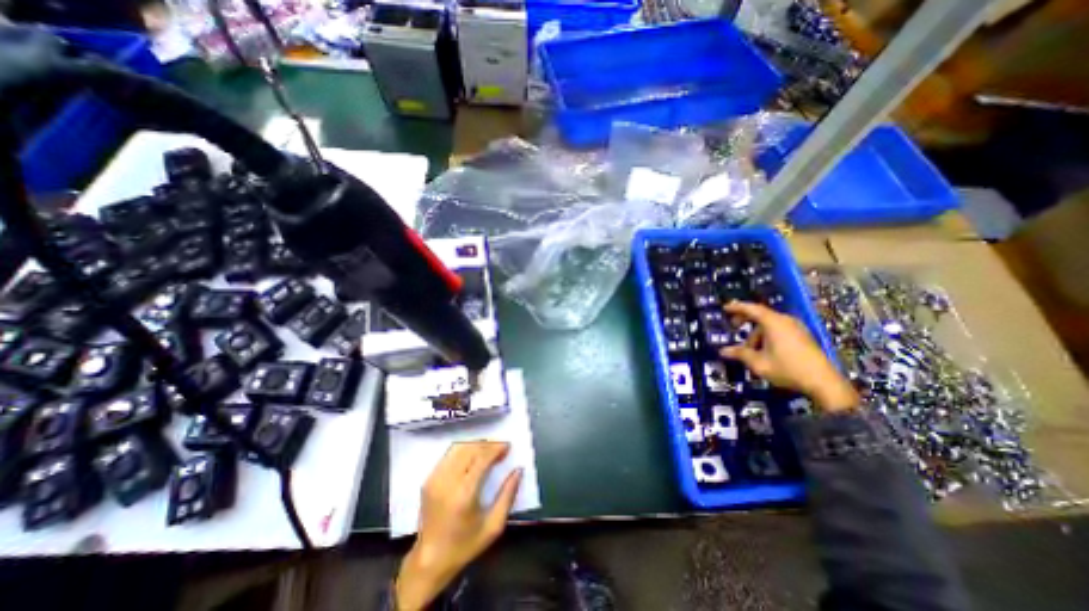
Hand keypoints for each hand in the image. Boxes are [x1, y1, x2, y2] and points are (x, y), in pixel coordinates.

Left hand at [395, 442, 522, 608]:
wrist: (429, 561)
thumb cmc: (464, 546)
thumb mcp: (493, 526)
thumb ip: (508, 495)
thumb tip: (518, 470)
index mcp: (464, 494)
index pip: (481, 459)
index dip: (496, 449)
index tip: (508, 446)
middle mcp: (447, 482)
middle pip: (470, 449)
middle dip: (488, 445)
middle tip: (501, 447)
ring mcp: (435, 479)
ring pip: (458, 448)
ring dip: (475, 445)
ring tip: (488, 450)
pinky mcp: (428, 479)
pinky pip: (448, 455)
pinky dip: (463, 450)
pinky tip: (473, 456)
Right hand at [721, 300, 863, 414]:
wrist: (824, 383)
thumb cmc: (787, 369)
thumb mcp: (759, 363)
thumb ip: (740, 354)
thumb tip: (723, 351)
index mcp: (774, 323)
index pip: (751, 309)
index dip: (737, 307)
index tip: (725, 308)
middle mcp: (785, 321)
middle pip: (761, 315)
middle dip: (746, 321)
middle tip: (734, 326)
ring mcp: (796, 328)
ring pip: (770, 324)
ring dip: (757, 333)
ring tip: (750, 350)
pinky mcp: (803, 336)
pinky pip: (779, 330)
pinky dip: (767, 336)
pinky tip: (764, 350)